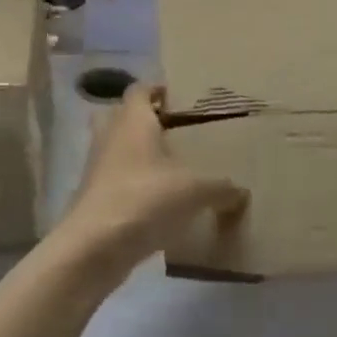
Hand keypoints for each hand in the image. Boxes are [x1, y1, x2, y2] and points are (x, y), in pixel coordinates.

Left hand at [50, 83, 247, 285]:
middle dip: (148, 121)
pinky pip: (118, 180)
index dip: (159, 89)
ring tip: (174, 167)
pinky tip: (162, 201)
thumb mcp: (195, 190)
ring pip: (119, 149)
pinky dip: (136, 185)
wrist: (94, 247)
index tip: (183, 97)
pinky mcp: (95, 198)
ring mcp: (98, 168)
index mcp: (133, 120)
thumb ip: (221, 187)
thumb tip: (241, 191)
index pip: (141, 89)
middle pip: (125, 116)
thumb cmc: (145, 199)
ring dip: (141, 155)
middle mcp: (111, 136)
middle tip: (178, 130)